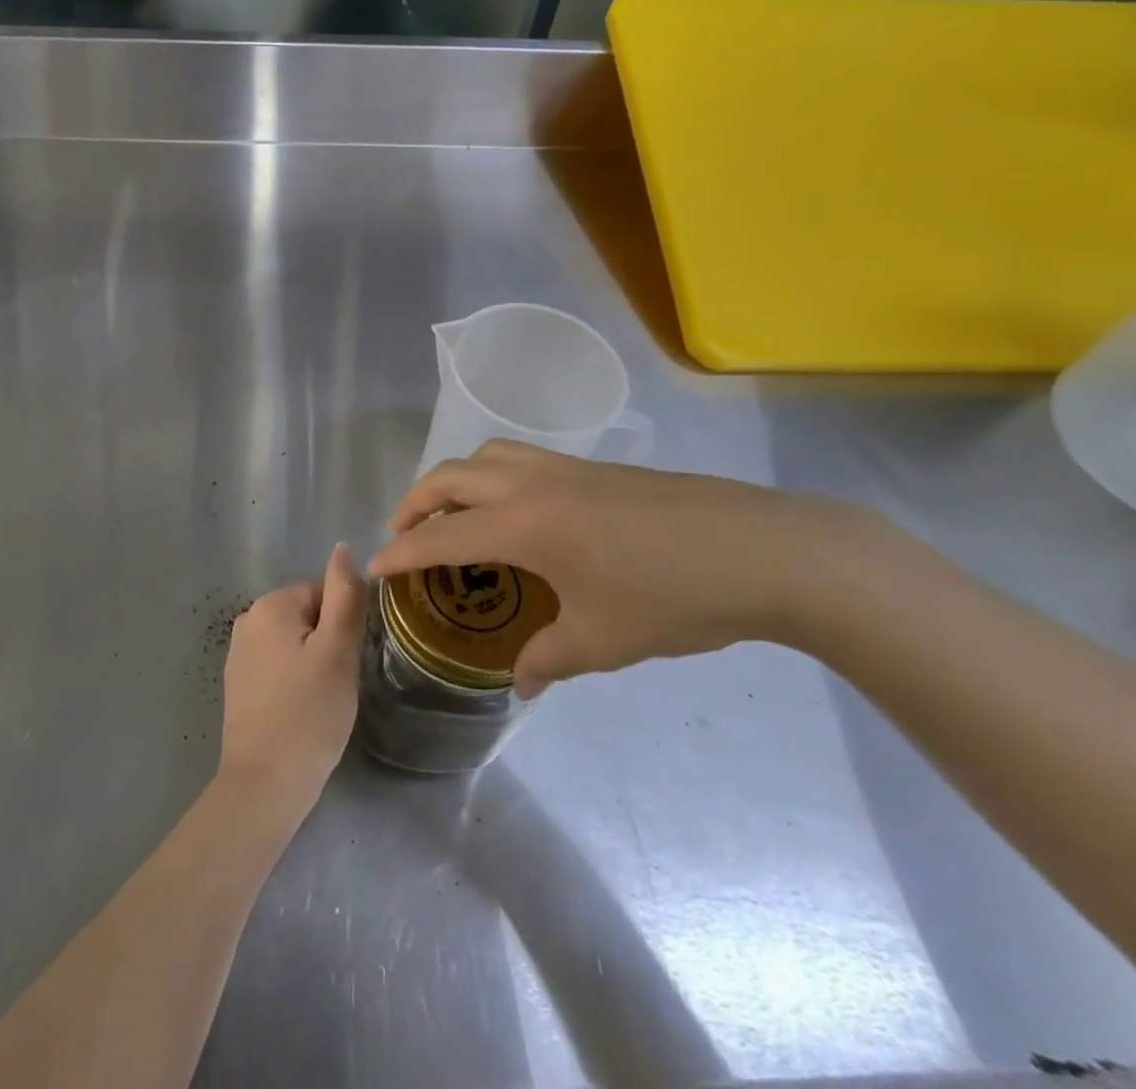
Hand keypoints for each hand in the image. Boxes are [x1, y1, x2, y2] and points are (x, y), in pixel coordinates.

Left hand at [218, 544, 369, 821]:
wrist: (264, 785)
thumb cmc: (308, 715)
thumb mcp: (338, 652)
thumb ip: (344, 596)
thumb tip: (344, 548)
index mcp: (270, 605)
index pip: (323, 592)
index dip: (343, 625)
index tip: (347, 662)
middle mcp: (248, 619)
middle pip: (308, 615)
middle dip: (328, 644)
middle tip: (337, 684)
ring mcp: (239, 653)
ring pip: (294, 642)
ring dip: (313, 664)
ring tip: (322, 701)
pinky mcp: (238, 683)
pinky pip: (278, 666)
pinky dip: (294, 681)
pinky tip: (301, 711)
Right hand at [368, 441, 920, 696]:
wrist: (761, 550)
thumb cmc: (673, 597)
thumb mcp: (604, 640)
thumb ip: (550, 658)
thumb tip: (521, 681)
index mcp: (523, 524)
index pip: (442, 535)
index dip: (401, 553)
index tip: (374, 568)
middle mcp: (532, 483)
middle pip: (450, 476)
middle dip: (415, 502)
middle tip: (404, 536)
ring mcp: (565, 467)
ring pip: (485, 454)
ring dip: (454, 479)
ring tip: (452, 514)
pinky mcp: (593, 467)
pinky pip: (519, 457)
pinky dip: (492, 475)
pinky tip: (516, 511)